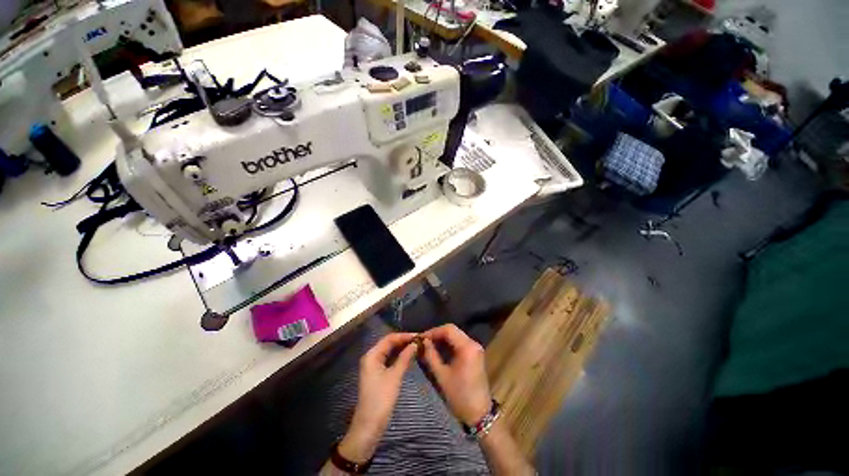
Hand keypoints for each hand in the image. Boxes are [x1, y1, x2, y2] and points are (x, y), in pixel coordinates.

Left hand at [339, 333, 416, 462]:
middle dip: (404, 341)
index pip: (389, 338)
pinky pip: (389, 360)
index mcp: (372, 355)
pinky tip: (409, 356)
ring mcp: (374, 366)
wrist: (369, 426)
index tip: (419, 336)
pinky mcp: (378, 374)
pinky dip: (399, 357)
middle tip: (420, 341)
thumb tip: (415, 344)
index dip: (404, 336)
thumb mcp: (395, 376)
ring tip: (417, 347)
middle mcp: (371, 357)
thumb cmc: (381, 399)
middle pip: (389, 344)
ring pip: (390, 352)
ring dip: (402, 349)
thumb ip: (405, 358)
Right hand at [420, 324, 491, 426]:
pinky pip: (460, 342)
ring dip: (442, 338)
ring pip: (456, 335)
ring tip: (428, 346)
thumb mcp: (441, 375)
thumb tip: (423, 342)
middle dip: (437, 334)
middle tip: (423, 342)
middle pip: (453, 330)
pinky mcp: (475, 354)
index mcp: (467, 347)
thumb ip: (431, 355)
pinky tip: (439, 350)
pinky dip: (449, 344)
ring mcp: (475, 349)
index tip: (421, 338)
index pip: (448, 329)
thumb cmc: (459, 396)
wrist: (479, 415)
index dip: (433, 331)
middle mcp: (473, 344)